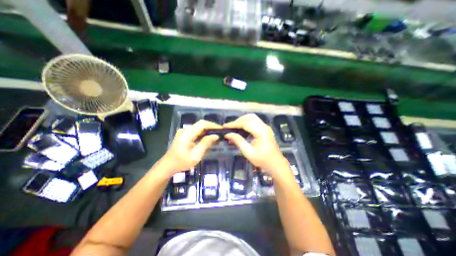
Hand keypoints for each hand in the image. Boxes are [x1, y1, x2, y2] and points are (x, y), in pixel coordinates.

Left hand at [163, 120, 221, 173]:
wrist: (168, 165)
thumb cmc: (181, 162)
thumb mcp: (195, 155)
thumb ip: (205, 144)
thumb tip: (215, 136)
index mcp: (187, 133)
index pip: (202, 124)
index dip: (213, 125)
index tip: (221, 129)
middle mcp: (185, 130)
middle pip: (201, 124)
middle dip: (212, 127)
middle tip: (221, 132)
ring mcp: (185, 132)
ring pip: (199, 127)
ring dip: (208, 130)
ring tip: (217, 135)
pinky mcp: (185, 135)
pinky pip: (197, 131)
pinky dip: (204, 134)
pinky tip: (209, 138)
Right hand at [224, 114, 287, 177]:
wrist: (276, 164)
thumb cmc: (263, 160)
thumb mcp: (248, 152)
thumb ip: (238, 141)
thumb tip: (228, 134)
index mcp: (261, 132)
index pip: (245, 123)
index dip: (234, 124)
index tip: (225, 126)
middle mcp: (264, 127)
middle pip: (250, 117)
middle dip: (239, 120)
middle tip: (230, 127)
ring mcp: (266, 127)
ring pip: (253, 118)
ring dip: (243, 120)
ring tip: (235, 127)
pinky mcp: (266, 129)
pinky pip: (255, 122)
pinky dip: (247, 123)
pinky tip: (242, 128)